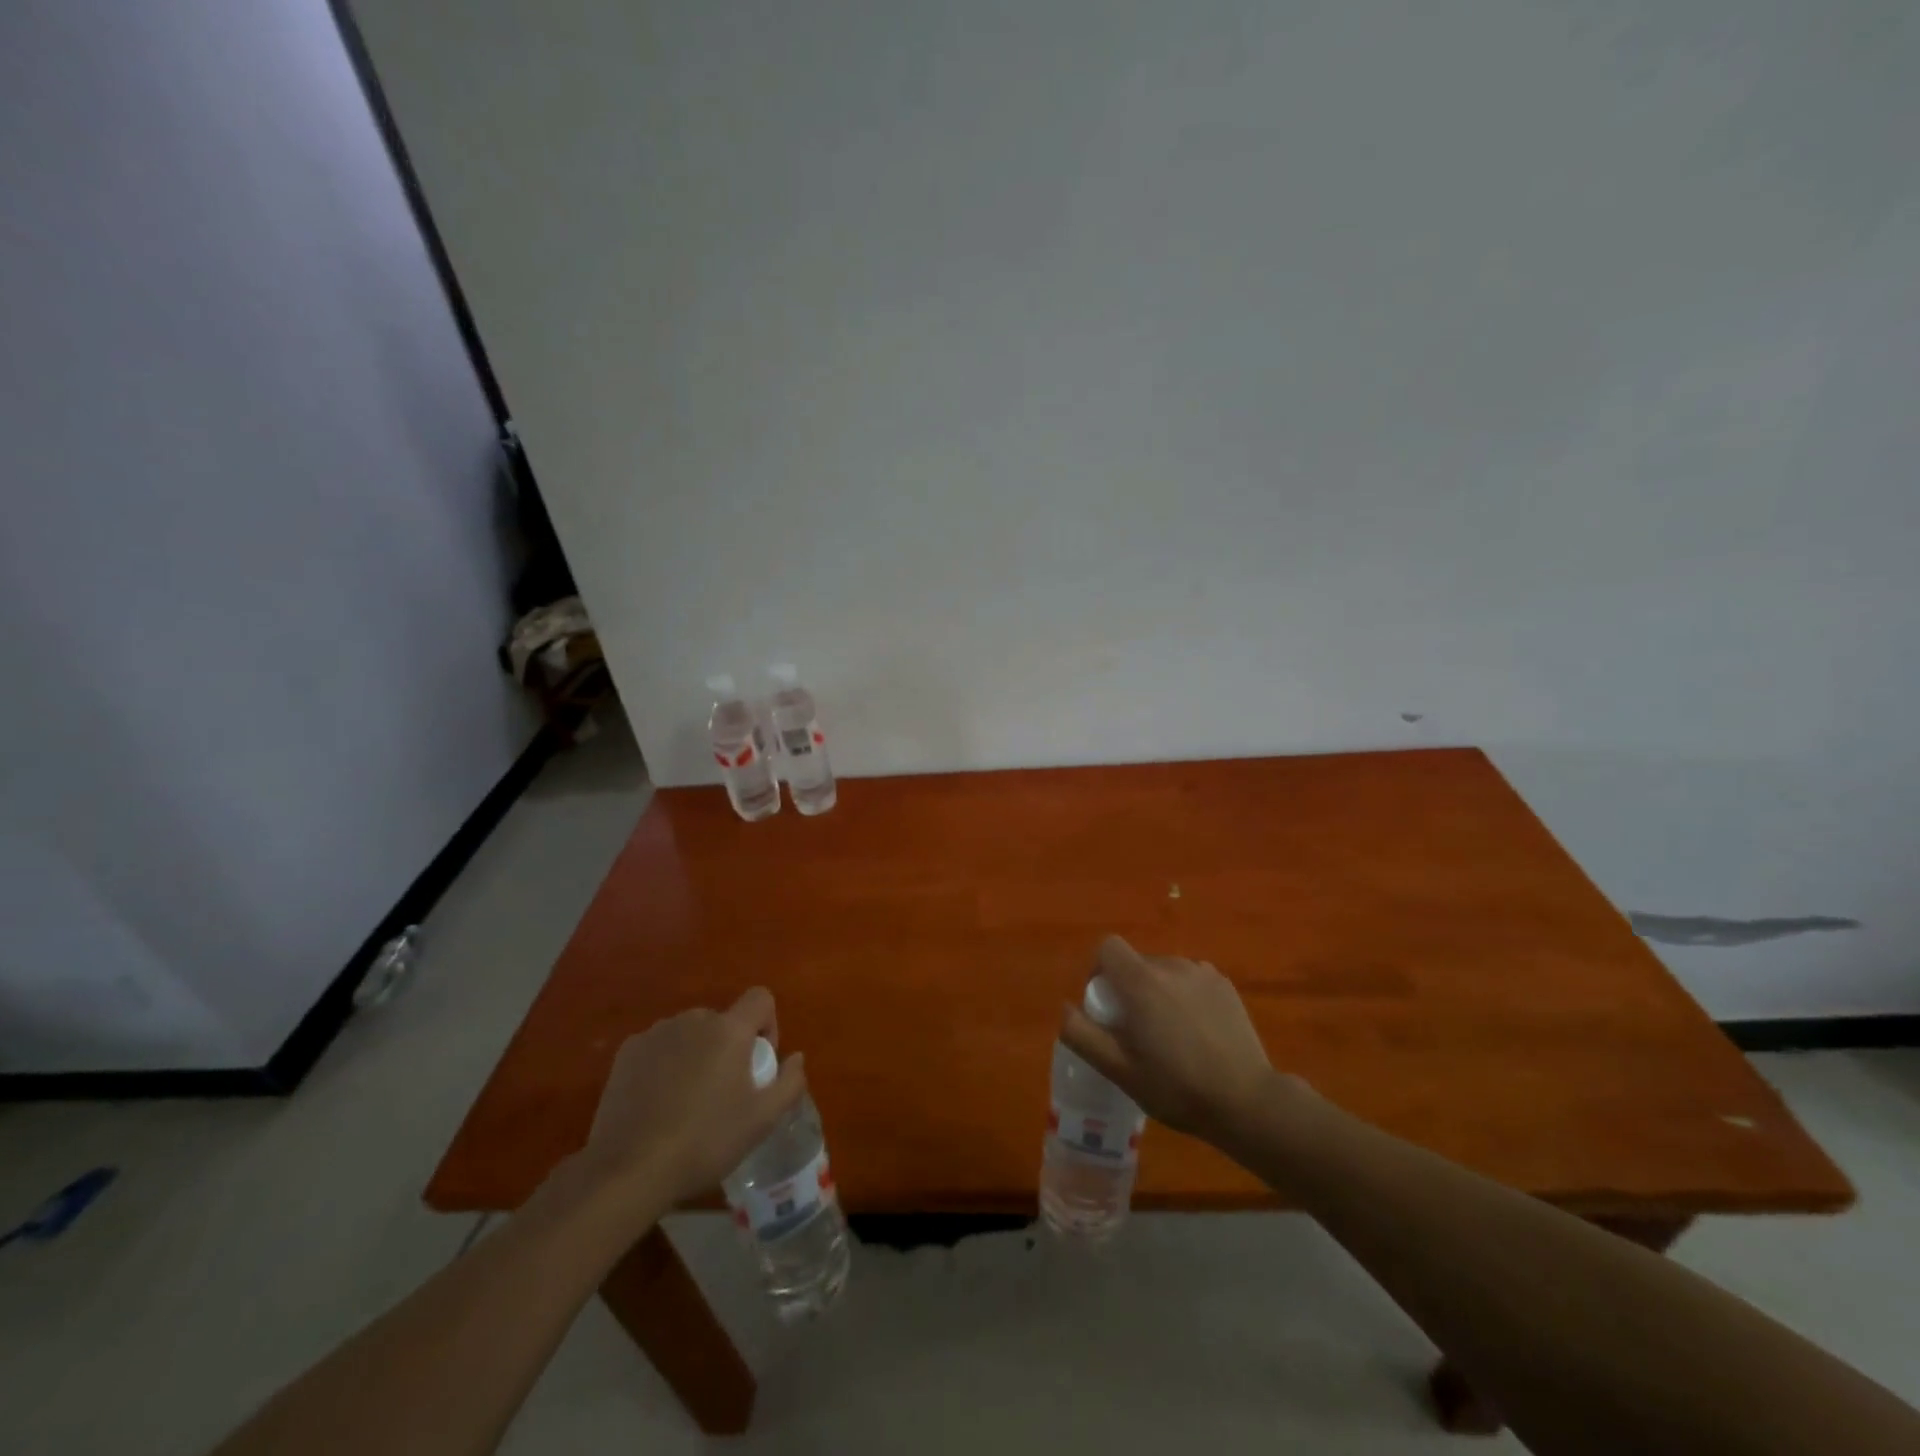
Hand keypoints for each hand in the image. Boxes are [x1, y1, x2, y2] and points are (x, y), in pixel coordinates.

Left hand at [579, 988, 806, 1208]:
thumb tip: (795, 1057)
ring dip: (697, 1054)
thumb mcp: (761, 1120)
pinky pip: (659, 1047)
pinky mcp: (626, 1053)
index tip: (759, 1063)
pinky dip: (665, 1064)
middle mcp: (693, 1019)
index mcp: (729, 1029)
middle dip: (729, 1047)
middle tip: (723, 1093)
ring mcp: (656, 1033)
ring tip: (687, 1101)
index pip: (760, 998)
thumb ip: (789, 1082)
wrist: (628, 1170)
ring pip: (690, 1034)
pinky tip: (657, 1103)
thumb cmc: (705, 1141)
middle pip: (723, 1020)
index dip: (768, 1024)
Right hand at [1060, 936, 1287, 1145]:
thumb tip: (1065, 1008)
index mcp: (1141, 981)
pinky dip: (1185, 996)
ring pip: (1165, 972)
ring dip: (1158, 992)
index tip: (1105, 1004)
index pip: (1108, 946)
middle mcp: (1171, 965)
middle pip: (1137, 962)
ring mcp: (1202, 973)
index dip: (1099, 969)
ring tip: (1170, 1034)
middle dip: (1129, 988)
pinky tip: (1197, 1032)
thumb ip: (1083, 1035)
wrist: (1246, 1101)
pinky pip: (1192, 980)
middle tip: (1136, 1031)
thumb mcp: (1119, 1070)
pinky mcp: (1225, 985)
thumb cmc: (1176, 1087)